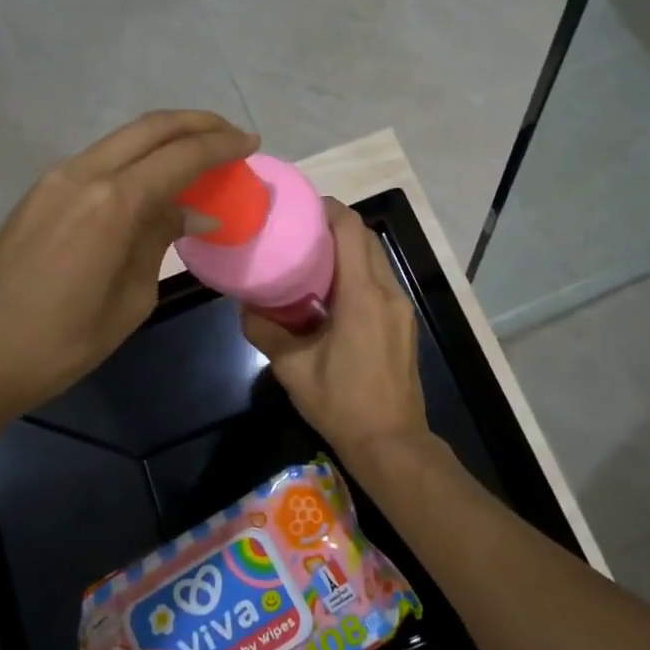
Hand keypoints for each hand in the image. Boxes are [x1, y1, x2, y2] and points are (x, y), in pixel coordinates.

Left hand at [0, 111, 257, 458]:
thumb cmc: (60, 344)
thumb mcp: (130, 301)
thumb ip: (159, 241)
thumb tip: (189, 213)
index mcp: (112, 203)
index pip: (181, 156)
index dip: (221, 146)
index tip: (252, 144)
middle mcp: (84, 174)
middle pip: (151, 127)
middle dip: (198, 124)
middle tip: (232, 136)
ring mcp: (56, 179)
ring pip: (123, 138)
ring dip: (166, 139)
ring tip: (201, 155)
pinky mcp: (40, 192)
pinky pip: (102, 160)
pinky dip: (137, 159)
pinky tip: (155, 181)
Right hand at [242, 200, 434, 470]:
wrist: (392, 442)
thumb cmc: (342, 404)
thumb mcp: (293, 369)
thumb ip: (265, 331)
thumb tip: (245, 306)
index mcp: (362, 295)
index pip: (350, 229)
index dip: (327, 209)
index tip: (300, 207)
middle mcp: (387, 292)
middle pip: (366, 238)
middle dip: (335, 225)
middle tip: (299, 231)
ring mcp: (401, 307)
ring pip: (376, 258)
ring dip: (348, 249)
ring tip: (311, 258)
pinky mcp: (404, 322)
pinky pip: (381, 280)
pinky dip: (358, 271)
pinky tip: (331, 291)